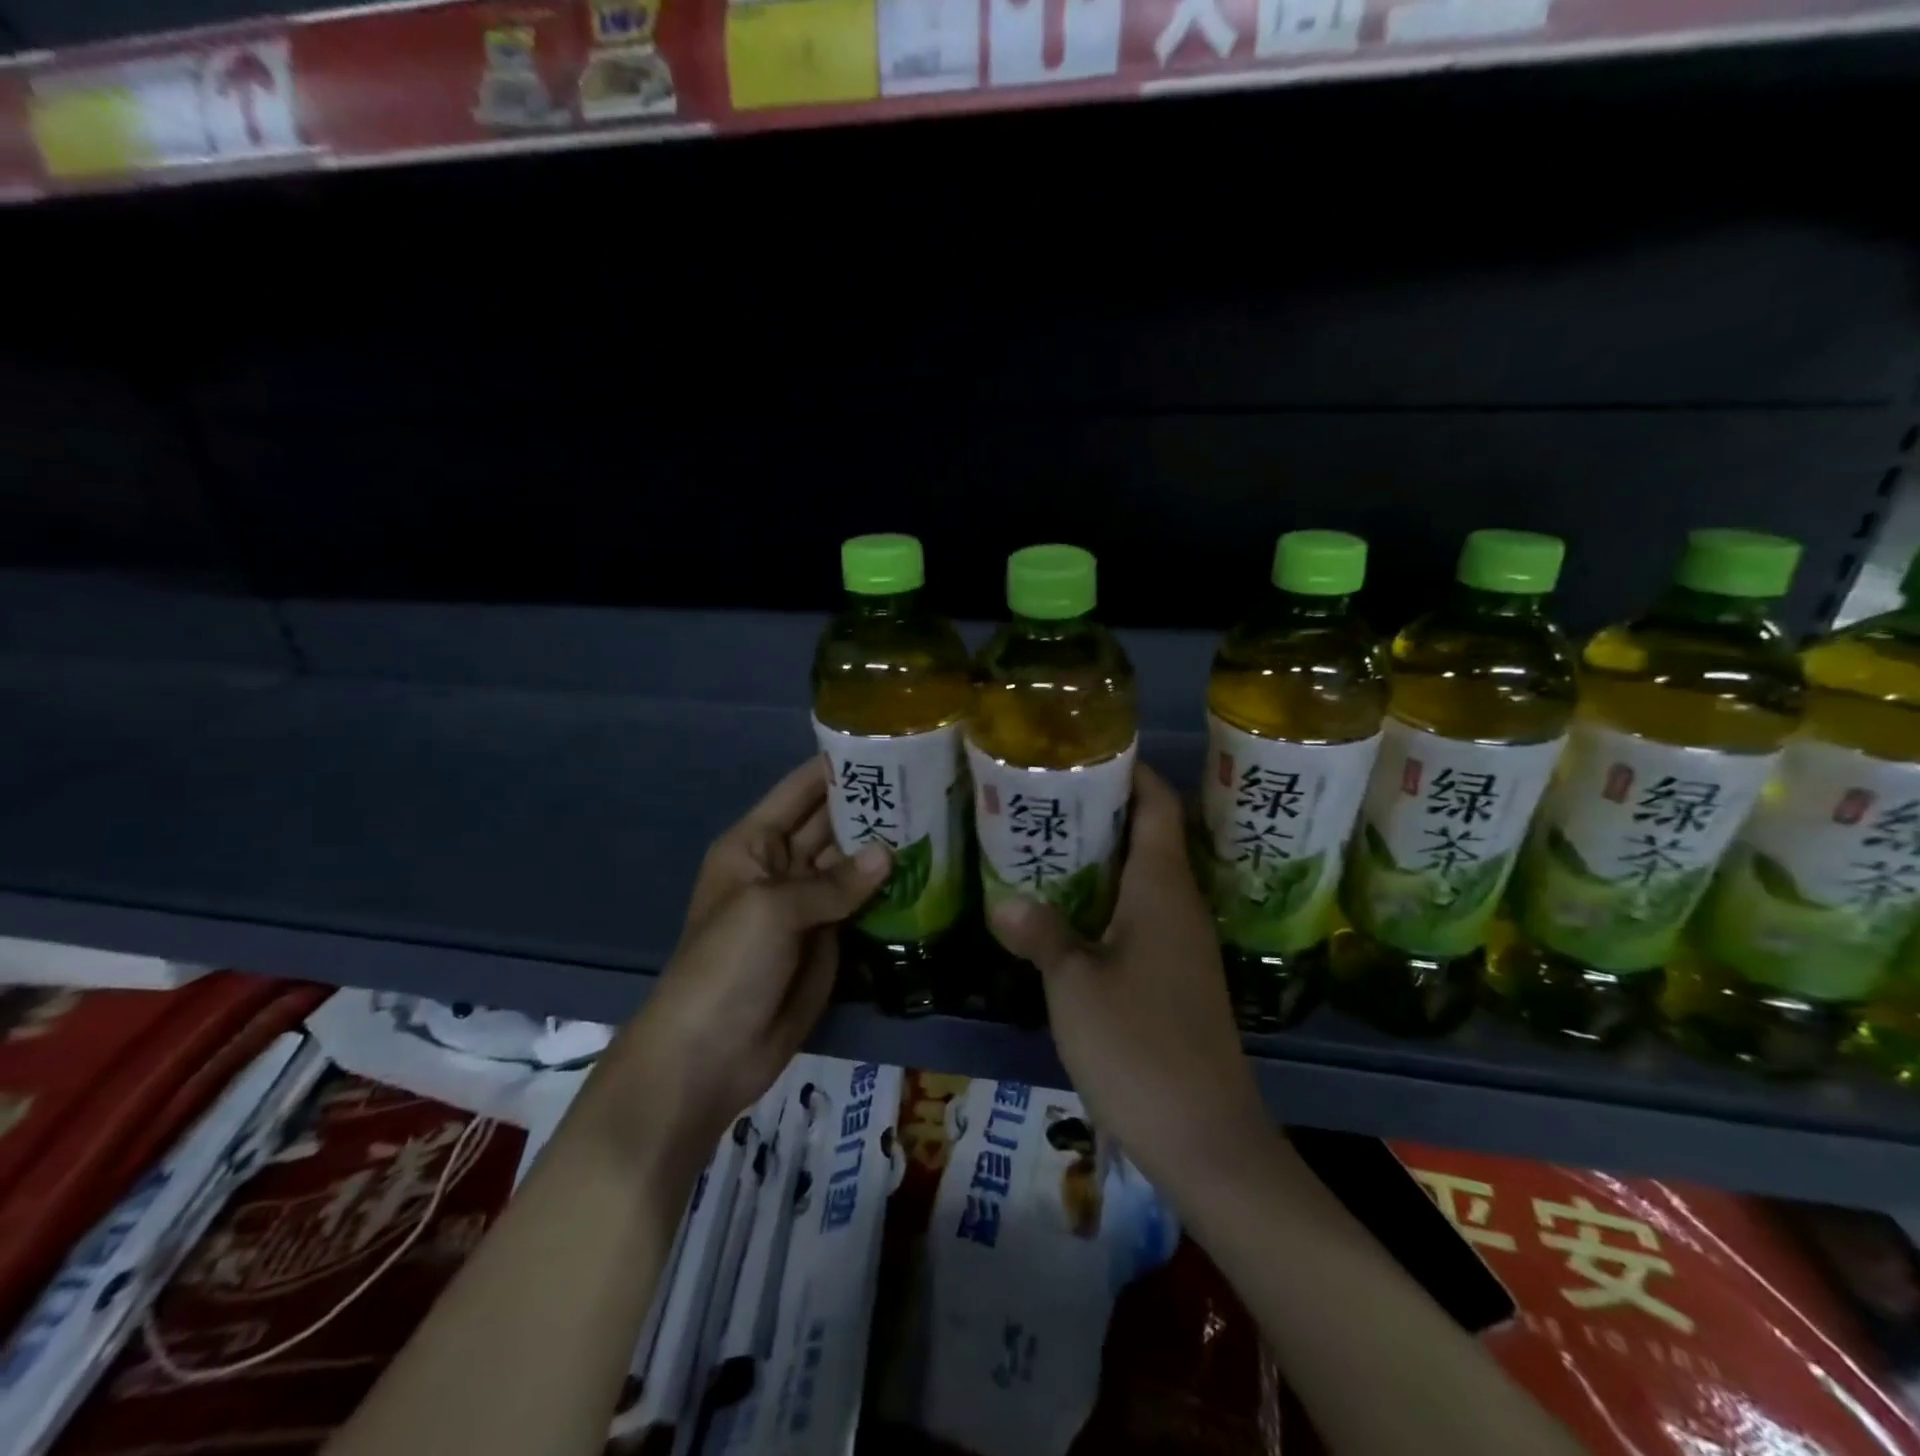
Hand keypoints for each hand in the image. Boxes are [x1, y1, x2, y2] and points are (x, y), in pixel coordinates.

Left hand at [585, 759, 890, 1175]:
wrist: (709, 1055)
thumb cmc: (727, 966)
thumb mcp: (772, 911)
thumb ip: (833, 882)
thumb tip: (890, 853)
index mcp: (755, 843)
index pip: (801, 790)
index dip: (837, 767)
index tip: (887, 743)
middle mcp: (783, 865)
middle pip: (832, 824)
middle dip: (873, 805)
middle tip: (930, 780)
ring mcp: (809, 904)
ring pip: (853, 864)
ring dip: (888, 846)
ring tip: (940, 817)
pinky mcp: (832, 939)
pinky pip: (864, 905)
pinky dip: (891, 891)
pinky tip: (930, 871)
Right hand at [988, 764, 1274, 1199]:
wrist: (1205, 1137)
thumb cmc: (1139, 1045)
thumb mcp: (1075, 985)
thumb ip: (1041, 934)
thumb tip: (1004, 900)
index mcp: (1163, 888)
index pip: (1158, 805)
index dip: (1132, 771)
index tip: (1088, 751)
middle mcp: (1180, 904)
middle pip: (1148, 835)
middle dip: (1103, 810)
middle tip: (1045, 796)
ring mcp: (1182, 943)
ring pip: (1142, 878)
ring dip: (1102, 857)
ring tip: (1046, 843)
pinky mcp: (1176, 976)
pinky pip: (1141, 915)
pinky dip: (1107, 900)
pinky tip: (1067, 913)